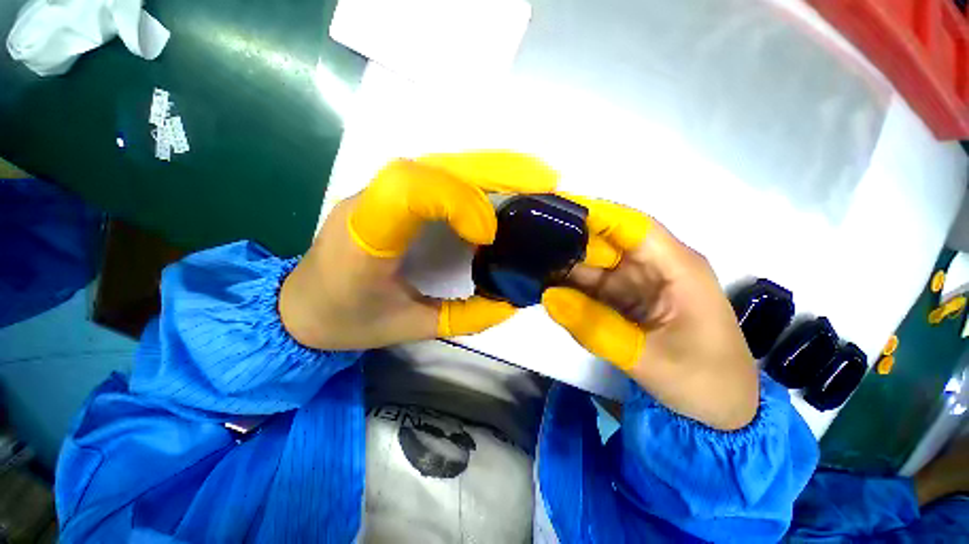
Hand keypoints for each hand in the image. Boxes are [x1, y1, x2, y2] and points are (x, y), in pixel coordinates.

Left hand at [279, 151, 557, 350]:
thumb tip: (509, 303)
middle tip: (540, 180)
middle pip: (432, 167)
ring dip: (487, 168)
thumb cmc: (345, 321)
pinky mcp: (388, 195)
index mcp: (364, 237)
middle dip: (491, 171)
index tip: (487, 235)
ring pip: (437, 164)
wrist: (298, 306)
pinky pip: (435, 174)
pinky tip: (499, 184)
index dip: (457, 201)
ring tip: (529, 178)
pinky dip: (472, 177)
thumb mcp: (405, 327)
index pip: (409, 191)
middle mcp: (369, 203)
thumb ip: (460, 318)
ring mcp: (377, 192)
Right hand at [541, 197, 758, 430]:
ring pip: (595, 264)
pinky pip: (593, 286)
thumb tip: (549, 297)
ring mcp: (639, 282)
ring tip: (528, 261)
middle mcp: (655, 266)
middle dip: (568, 240)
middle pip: (606, 242)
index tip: (552, 210)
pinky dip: (570, 286)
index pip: (631, 226)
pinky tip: (545, 285)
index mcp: (676, 267)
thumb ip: (595, 328)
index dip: (593, 214)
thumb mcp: (648, 359)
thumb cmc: (703, 380)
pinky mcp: (627, 299)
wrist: (723, 410)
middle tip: (527, 240)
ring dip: (564, 264)